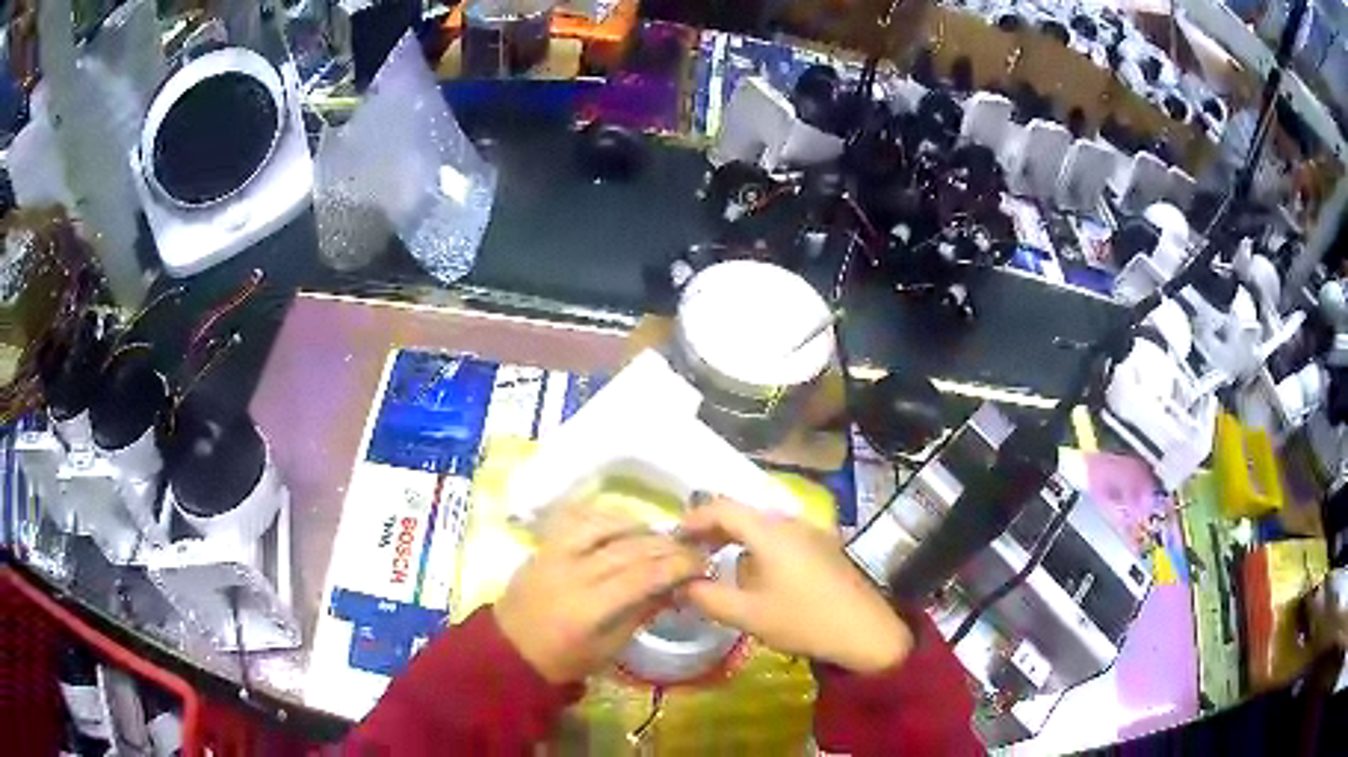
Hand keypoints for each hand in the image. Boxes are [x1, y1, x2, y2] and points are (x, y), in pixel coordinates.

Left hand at [494, 505, 704, 683]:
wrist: (509, 650)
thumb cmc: (564, 659)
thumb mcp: (610, 648)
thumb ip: (642, 612)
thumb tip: (676, 587)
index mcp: (591, 607)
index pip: (645, 575)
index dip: (679, 565)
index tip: (702, 563)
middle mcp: (573, 573)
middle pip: (629, 548)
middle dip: (666, 545)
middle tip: (690, 548)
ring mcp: (554, 554)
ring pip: (603, 525)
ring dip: (637, 526)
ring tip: (657, 535)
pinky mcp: (543, 545)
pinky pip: (576, 519)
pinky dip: (604, 517)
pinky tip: (622, 525)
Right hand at [679, 496, 911, 673]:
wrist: (866, 631)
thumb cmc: (804, 621)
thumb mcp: (748, 615)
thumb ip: (707, 597)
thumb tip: (680, 583)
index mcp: (771, 532)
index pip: (722, 508)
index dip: (693, 519)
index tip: (672, 538)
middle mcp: (791, 522)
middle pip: (743, 512)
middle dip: (711, 528)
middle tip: (687, 550)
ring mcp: (811, 532)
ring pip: (762, 524)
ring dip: (734, 536)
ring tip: (714, 560)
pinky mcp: (823, 546)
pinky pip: (780, 535)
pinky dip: (756, 544)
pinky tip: (751, 571)